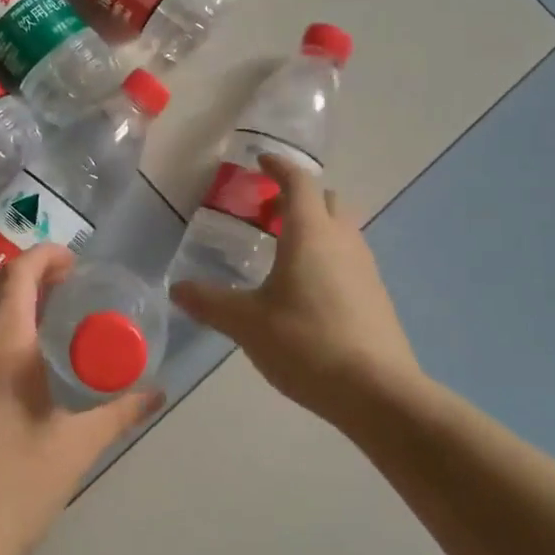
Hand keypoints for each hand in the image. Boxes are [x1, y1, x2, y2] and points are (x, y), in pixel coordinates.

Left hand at [0, 244, 161, 554]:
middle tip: (67, 285)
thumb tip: (157, 392)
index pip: (16, 277)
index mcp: (2, 352)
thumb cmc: (15, 491)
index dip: (44, 257)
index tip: (74, 263)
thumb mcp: (76, 449)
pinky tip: (19, 358)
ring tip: (48, 315)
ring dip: (9, 299)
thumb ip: (119, 413)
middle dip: (29, 273)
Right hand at [170, 155, 422, 422]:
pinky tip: (307, 289)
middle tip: (268, 212)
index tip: (260, 161)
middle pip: (326, 200)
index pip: (298, 181)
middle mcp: (343, 240)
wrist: (377, 392)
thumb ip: (210, 302)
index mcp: (310, 233)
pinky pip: (349, 258)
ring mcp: (365, 267)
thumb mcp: (246, 323)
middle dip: (299, 197)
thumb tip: (177, 289)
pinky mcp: (376, 295)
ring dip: (315, 227)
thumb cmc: (306, 343)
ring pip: (342, 229)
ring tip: (284, 250)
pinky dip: (328, 256)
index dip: (278, 166)